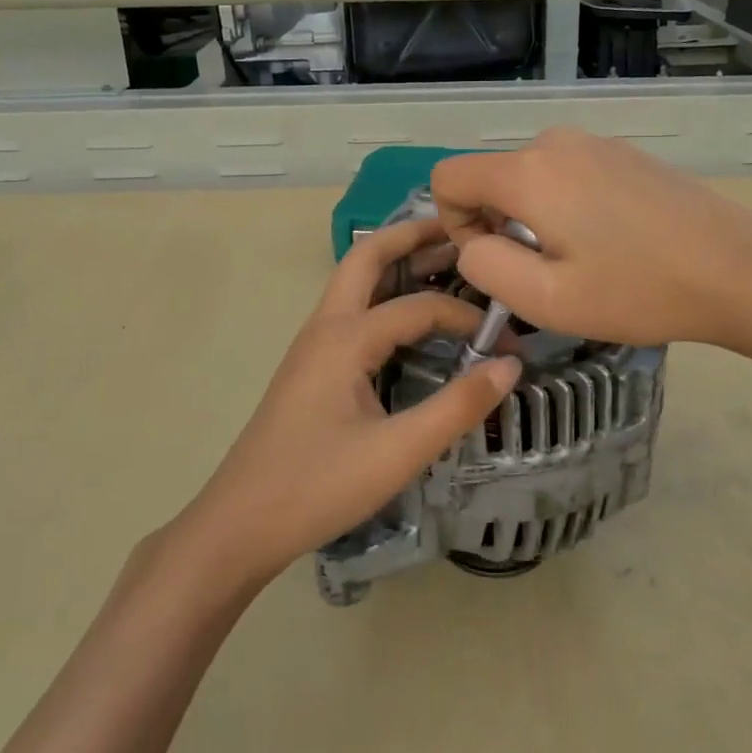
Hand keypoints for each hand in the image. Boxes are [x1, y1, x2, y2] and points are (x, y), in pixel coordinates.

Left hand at [177, 217, 518, 589]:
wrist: (240, 523)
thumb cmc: (318, 486)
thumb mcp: (397, 453)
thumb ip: (457, 407)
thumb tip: (510, 365)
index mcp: (345, 338)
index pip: (418, 307)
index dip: (465, 317)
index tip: (506, 339)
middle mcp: (325, 326)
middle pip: (367, 257)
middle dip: (411, 236)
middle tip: (458, 229)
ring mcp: (312, 343)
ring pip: (354, 281)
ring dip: (394, 262)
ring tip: (440, 259)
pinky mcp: (310, 364)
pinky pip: (350, 309)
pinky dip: (382, 294)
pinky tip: (406, 318)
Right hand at [431, 127, 751, 355]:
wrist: (737, 268)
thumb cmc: (637, 290)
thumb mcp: (546, 299)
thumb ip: (485, 266)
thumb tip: (473, 243)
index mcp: (527, 172)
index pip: (448, 177)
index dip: (453, 223)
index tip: (495, 259)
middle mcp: (554, 143)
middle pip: (490, 177)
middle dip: (497, 223)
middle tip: (545, 271)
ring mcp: (593, 142)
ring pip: (529, 177)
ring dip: (533, 217)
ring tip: (581, 258)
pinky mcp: (622, 153)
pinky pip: (566, 173)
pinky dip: (565, 204)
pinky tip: (611, 240)